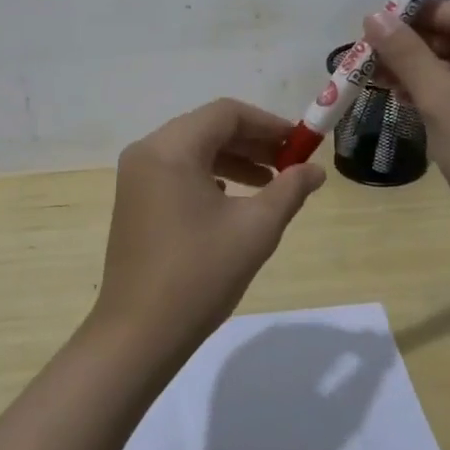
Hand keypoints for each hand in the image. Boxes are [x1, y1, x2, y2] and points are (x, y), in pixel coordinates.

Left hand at [90, 99, 325, 365]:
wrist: (138, 335)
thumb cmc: (199, 275)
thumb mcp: (255, 229)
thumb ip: (289, 190)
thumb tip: (315, 169)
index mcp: (171, 148)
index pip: (226, 113)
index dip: (268, 123)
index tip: (300, 143)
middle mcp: (148, 151)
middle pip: (208, 127)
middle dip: (253, 141)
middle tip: (290, 162)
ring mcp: (136, 176)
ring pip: (193, 149)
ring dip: (234, 159)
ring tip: (271, 182)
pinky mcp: (135, 200)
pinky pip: (178, 171)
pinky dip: (210, 175)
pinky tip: (233, 199)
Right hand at [363, 0, 449, 259]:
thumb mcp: (444, 100)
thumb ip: (408, 54)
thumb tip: (373, 17)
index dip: (426, 12)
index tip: (382, 18)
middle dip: (418, 44)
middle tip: (371, 47)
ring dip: (419, 69)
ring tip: (374, 71)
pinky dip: (432, 93)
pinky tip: (396, 94)